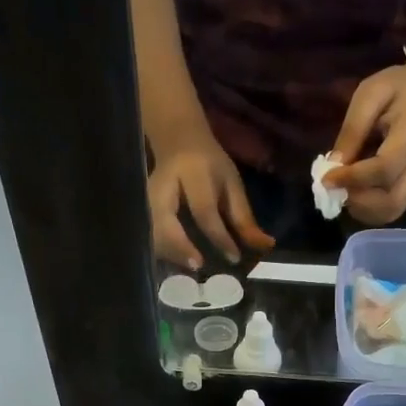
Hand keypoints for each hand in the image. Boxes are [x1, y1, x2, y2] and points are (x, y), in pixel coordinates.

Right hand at [147, 126, 273, 268]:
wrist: (178, 139)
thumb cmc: (209, 164)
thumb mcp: (231, 183)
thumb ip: (244, 217)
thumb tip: (266, 246)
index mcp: (192, 173)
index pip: (204, 211)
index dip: (219, 237)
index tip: (233, 258)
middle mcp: (163, 186)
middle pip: (165, 223)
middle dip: (180, 248)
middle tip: (198, 266)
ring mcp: (145, 198)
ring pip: (151, 232)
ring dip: (169, 253)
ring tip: (190, 266)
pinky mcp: (140, 208)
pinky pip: (148, 235)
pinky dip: (163, 252)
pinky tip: (177, 261)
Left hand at [324, 55, 405, 226]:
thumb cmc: (398, 88)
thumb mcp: (370, 94)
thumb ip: (352, 129)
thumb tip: (333, 166)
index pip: (385, 169)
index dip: (353, 178)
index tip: (326, 178)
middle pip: (392, 201)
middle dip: (357, 201)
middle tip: (335, 188)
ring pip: (391, 211)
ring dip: (361, 209)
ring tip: (343, 191)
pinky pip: (392, 210)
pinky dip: (369, 210)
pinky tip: (354, 194)